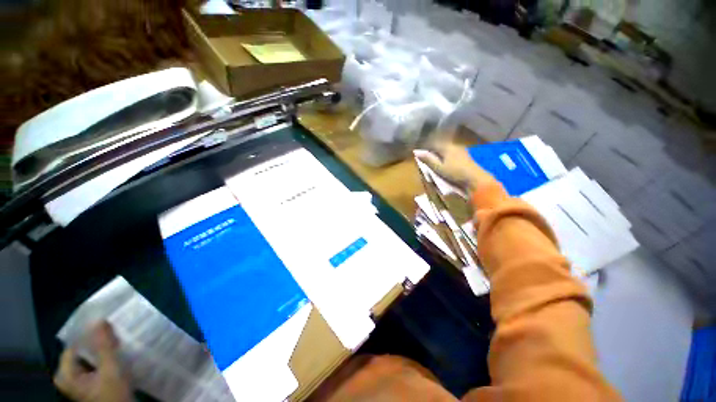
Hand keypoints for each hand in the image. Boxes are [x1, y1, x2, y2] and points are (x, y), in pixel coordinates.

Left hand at [54, 321, 132, 401]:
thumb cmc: (112, 394)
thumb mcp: (111, 370)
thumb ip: (104, 346)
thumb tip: (100, 319)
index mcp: (65, 373)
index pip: (74, 345)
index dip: (89, 333)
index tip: (107, 324)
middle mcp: (67, 376)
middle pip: (81, 351)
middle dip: (97, 341)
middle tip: (114, 330)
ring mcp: (78, 382)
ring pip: (88, 357)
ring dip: (102, 349)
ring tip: (117, 340)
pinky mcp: (89, 384)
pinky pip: (93, 364)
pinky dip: (104, 357)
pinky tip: (116, 354)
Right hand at [415, 143, 495, 191]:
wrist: (476, 179)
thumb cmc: (455, 173)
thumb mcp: (438, 168)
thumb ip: (428, 160)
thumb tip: (416, 152)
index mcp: (446, 147)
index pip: (433, 143)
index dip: (426, 147)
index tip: (420, 152)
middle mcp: (454, 145)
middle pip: (441, 145)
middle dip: (434, 150)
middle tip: (427, 157)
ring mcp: (461, 150)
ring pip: (448, 149)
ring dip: (441, 153)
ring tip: (436, 160)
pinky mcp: (466, 156)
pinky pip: (453, 153)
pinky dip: (447, 156)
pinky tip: (447, 162)